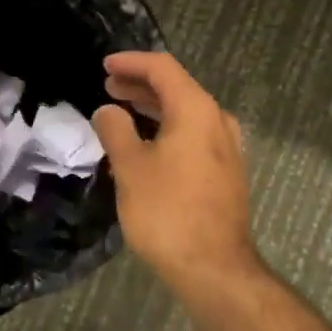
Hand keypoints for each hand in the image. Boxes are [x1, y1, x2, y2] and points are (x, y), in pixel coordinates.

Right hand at [91, 51, 259, 292]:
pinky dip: (168, 129)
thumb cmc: (167, 211)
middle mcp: (217, 121)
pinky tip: (147, 145)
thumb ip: (115, 130)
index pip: (162, 68)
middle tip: (109, 87)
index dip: (131, 62)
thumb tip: (107, 111)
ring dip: (154, 108)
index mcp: (196, 110)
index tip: (104, 66)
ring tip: (122, 111)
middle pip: (177, 88)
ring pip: (186, 113)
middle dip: (141, 85)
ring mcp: (227, 148)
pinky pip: (193, 136)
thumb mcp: (130, 167)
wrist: (213, 268)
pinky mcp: (226, 172)